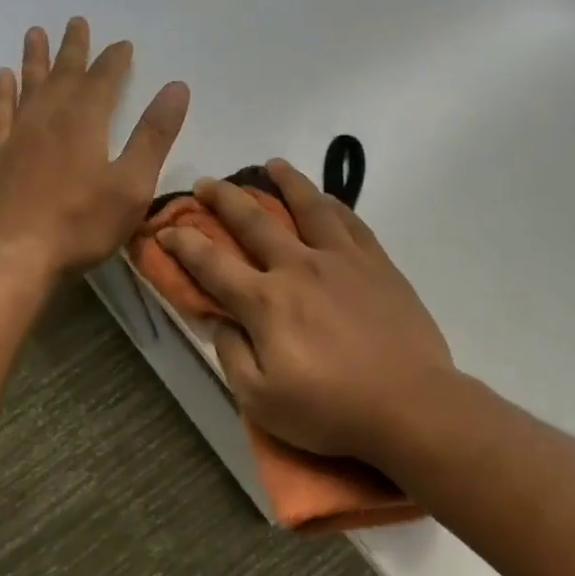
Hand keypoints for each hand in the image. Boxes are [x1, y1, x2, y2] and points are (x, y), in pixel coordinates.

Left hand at [0, 17, 189, 278]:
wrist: (17, 254)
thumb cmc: (82, 224)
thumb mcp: (132, 185)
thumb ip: (153, 136)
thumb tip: (177, 88)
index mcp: (85, 122)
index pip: (103, 80)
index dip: (115, 60)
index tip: (123, 44)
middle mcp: (50, 118)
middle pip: (64, 74)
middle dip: (74, 49)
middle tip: (77, 21)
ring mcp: (21, 136)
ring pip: (30, 86)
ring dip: (35, 59)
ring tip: (36, 32)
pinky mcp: (1, 157)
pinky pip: (2, 113)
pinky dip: (2, 92)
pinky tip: (2, 76)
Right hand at [159, 159, 454, 461]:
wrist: (409, 404)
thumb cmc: (330, 410)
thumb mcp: (261, 400)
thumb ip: (232, 354)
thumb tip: (218, 320)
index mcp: (266, 302)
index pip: (213, 264)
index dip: (184, 244)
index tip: (165, 228)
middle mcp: (300, 267)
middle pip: (255, 222)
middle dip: (225, 200)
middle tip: (208, 182)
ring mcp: (343, 260)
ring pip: (309, 207)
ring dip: (286, 182)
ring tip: (272, 165)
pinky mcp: (378, 265)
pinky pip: (351, 222)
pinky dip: (333, 204)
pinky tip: (326, 198)